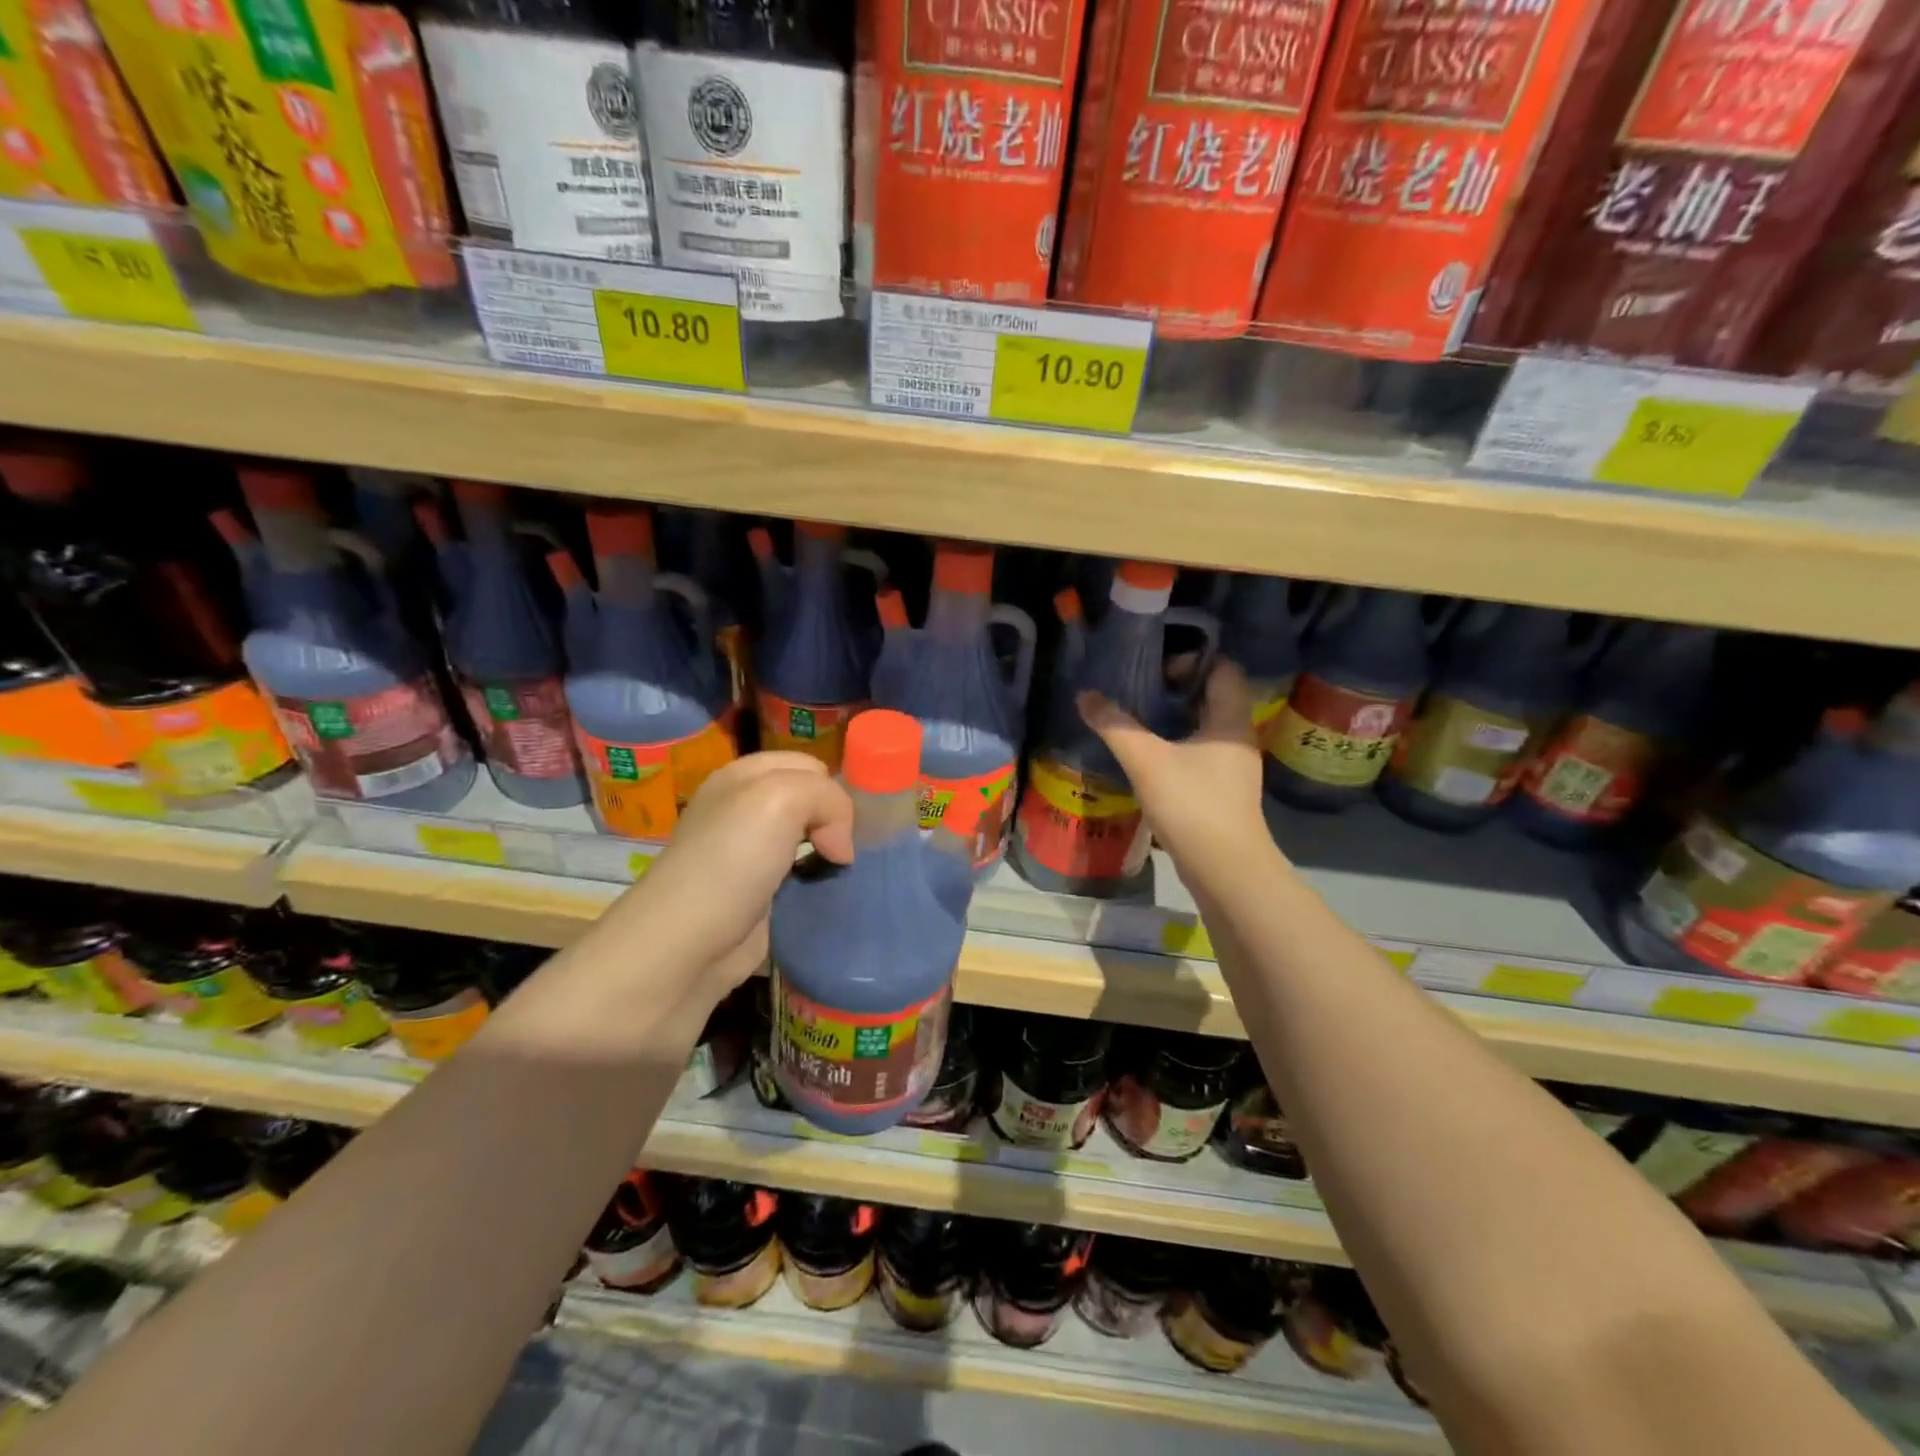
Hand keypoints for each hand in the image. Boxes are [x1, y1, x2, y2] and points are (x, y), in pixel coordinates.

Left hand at [618, 752, 854, 997]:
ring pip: (811, 838)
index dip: (831, 788)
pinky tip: (829, 892)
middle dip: (834, 819)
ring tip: (845, 870)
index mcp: (744, 776)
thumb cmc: (731, 860)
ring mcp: (751, 852)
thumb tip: (841, 846)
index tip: (846, 823)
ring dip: (831, 852)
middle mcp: (746, 808)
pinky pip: (804, 874)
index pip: (809, 766)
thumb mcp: (781, 799)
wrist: (687, 944)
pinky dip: (821, 881)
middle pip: (811, 800)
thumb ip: (828, 798)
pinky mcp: (760, 893)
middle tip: (844, 849)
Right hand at [1077, 661, 1274, 874]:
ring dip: (1174, 720)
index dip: (1191, 660)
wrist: (1225, 870)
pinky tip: (1148, 758)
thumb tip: (1085, 696)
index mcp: (1230, 720)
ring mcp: (1233, 767)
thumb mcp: (1146, 760)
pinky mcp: (1224, 792)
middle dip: (1175, 690)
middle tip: (1137, 690)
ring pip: (1204, 729)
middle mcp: (1238, 738)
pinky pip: (1200, 754)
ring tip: (1136, 720)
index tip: (1155, 668)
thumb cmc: (1192, 805)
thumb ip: (1115, 726)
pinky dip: (1176, 747)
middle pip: (1211, 697)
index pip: (1222, 670)